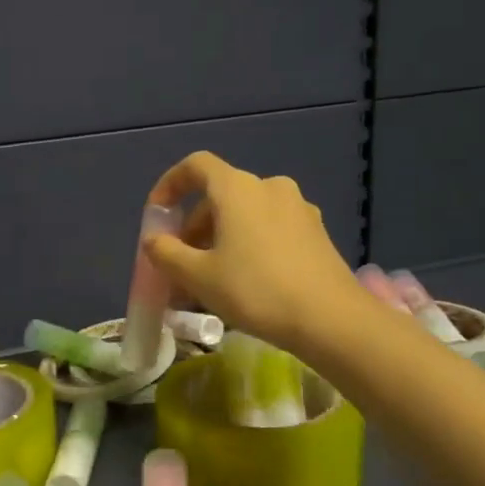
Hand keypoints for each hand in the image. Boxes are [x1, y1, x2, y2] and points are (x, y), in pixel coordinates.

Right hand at [143, 152, 362, 355]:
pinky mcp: (315, 232)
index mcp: (238, 188)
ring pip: (245, 216)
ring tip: (208, 281)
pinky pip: (269, 229)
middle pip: (219, 196)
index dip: (169, 185)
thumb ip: (166, 253)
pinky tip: (244, 283)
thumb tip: (153, 240)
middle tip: (180, 266)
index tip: (157, 217)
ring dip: (219, 240)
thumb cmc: (256, 290)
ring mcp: (298, 208)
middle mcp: (269, 187)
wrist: (331, 319)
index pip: (195, 166)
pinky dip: (247, 246)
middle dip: (193, 228)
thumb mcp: (198, 276)